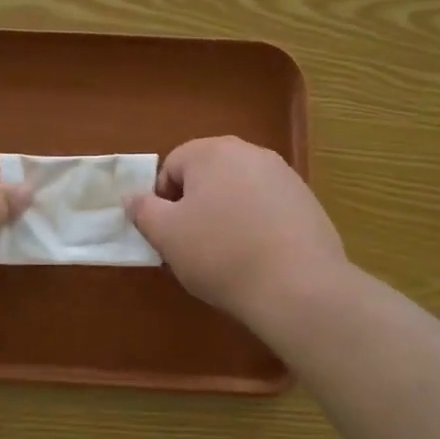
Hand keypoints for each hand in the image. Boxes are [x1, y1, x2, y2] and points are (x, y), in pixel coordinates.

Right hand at [125, 136, 350, 328]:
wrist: (299, 286)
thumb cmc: (221, 254)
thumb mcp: (167, 235)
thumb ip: (143, 210)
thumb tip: (132, 196)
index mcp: (212, 152)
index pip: (172, 166)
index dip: (162, 201)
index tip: (168, 235)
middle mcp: (250, 152)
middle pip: (207, 175)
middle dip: (195, 206)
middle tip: (193, 246)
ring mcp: (284, 175)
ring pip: (238, 191)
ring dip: (226, 215)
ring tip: (227, 256)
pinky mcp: (307, 201)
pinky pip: (267, 208)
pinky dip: (257, 226)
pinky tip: (259, 258)